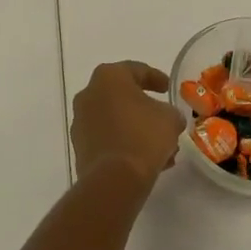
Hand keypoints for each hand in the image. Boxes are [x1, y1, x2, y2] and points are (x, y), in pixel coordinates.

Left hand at [70, 62, 182, 185]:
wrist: (114, 179)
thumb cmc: (143, 137)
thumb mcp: (170, 118)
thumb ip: (170, 112)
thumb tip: (167, 118)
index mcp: (109, 77)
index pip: (136, 70)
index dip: (156, 78)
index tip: (168, 88)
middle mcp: (89, 94)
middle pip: (122, 96)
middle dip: (144, 108)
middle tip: (163, 117)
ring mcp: (81, 122)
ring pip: (115, 120)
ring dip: (136, 129)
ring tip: (160, 146)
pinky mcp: (80, 147)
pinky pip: (107, 139)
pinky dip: (124, 144)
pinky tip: (145, 159)